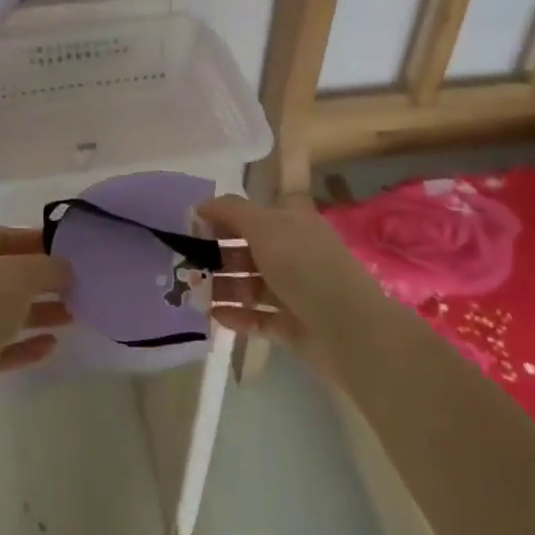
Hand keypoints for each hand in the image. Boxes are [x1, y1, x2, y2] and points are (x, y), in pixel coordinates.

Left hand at [0, 227, 71, 417]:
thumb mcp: (22, 274)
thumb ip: (49, 266)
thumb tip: (65, 269)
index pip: (6, 236)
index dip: (38, 240)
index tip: (69, 251)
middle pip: (8, 274)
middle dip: (43, 279)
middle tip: (76, 285)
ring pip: (7, 310)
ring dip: (39, 312)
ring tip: (73, 315)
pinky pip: (2, 344)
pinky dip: (25, 344)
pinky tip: (51, 346)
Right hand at [196, 194, 390, 367]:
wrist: (349, 329)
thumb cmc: (305, 266)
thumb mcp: (264, 226)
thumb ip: (230, 211)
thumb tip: (201, 205)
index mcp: (293, 224)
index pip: (254, 213)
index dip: (224, 216)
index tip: (192, 226)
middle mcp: (296, 254)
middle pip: (249, 250)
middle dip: (217, 254)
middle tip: (185, 263)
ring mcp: (296, 292)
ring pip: (251, 285)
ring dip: (222, 287)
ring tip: (192, 293)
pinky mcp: (295, 326)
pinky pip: (259, 318)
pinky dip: (237, 316)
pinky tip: (212, 316)